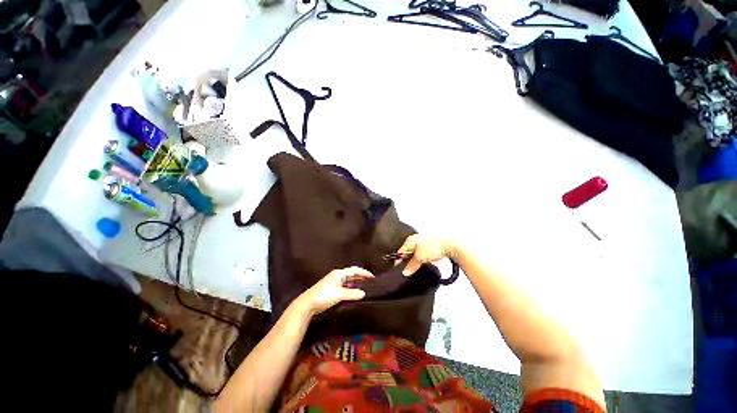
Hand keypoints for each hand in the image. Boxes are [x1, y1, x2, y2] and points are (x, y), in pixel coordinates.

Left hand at [297, 267, 373, 316]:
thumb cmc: (323, 296)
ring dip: (356, 282)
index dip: (364, 272)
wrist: (307, 304)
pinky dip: (351, 287)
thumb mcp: (339, 294)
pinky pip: (344, 285)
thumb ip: (352, 293)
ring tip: (364, 285)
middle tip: (370, 281)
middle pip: (351, 273)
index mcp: (339, 274)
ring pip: (348, 280)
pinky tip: (353, 292)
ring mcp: (333, 282)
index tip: (372, 277)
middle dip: (361, 276)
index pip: (354, 270)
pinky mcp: (331, 289)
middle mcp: (337, 276)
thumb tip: (363, 293)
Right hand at [396, 234, 457, 275]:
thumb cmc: (433, 247)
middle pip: (409, 251)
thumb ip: (412, 265)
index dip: (399, 261)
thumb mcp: (420, 258)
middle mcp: (416, 238)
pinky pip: (425, 251)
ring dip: (417, 259)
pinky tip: (428, 261)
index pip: (400, 251)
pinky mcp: (432, 243)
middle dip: (409, 260)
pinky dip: (425, 257)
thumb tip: (404, 272)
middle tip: (410, 269)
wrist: (451, 242)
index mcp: (410, 240)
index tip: (399, 270)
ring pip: (417, 252)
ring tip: (420, 266)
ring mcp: (424, 240)